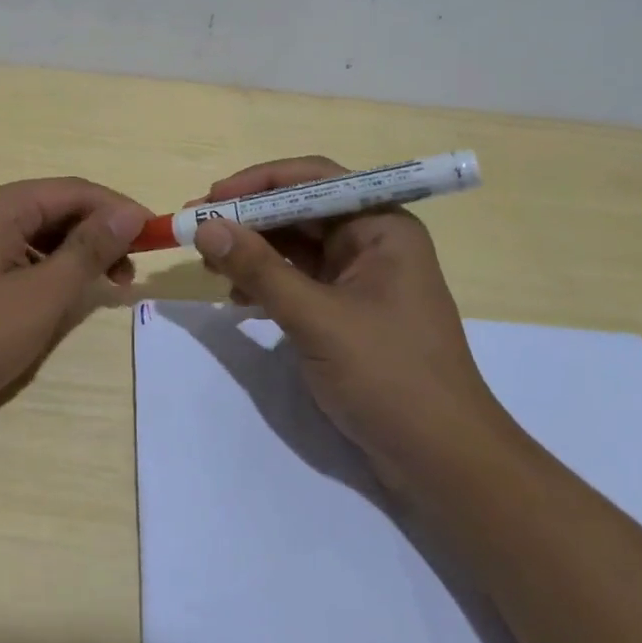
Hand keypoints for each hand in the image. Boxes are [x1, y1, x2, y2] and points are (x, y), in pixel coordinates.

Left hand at [0, 177, 150, 439]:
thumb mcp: (39, 296)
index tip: (153, 238)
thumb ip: (87, 250)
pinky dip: (42, 268)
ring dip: (71, 254)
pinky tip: (55, 295)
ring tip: (99, 289)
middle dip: (96, 234)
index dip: (119, 209)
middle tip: (128, 275)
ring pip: (33, 232)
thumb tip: (129, 212)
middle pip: (53, 208)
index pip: (74, 190)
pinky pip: (11, 252)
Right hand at [191, 157, 512, 490]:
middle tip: (197, 229)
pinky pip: (298, 279)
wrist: (444, 462)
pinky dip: (266, 282)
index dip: (258, 183)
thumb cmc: (390, 376)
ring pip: (294, 246)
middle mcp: (372, 241)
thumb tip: (204, 226)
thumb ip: (258, 269)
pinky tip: (236, 298)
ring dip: (252, 251)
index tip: (210, 198)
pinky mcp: (347, 311)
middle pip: (300, 210)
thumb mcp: (316, 318)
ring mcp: (360, 278)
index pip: (313, 179)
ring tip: (209, 266)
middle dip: (248, 219)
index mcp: (381, 226)